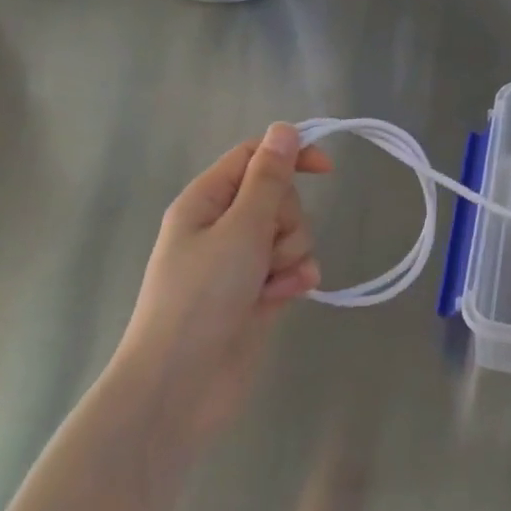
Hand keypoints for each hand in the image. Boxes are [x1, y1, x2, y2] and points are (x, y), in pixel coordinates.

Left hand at [112, 123, 330, 439]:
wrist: (183, 382)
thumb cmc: (202, 297)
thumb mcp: (240, 229)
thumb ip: (268, 179)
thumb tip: (284, 129)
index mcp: (206, 201)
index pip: (254, 158)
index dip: (290, 157)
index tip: (328, 169)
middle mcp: (223, 227)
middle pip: (278, 199)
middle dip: (287, 222)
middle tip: (267, 249)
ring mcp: (241, 262)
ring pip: (290, 235)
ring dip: (291, 254)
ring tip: (272, 282)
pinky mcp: (258, 293)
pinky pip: (291, 268)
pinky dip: (293, 279)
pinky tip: (287, 296)